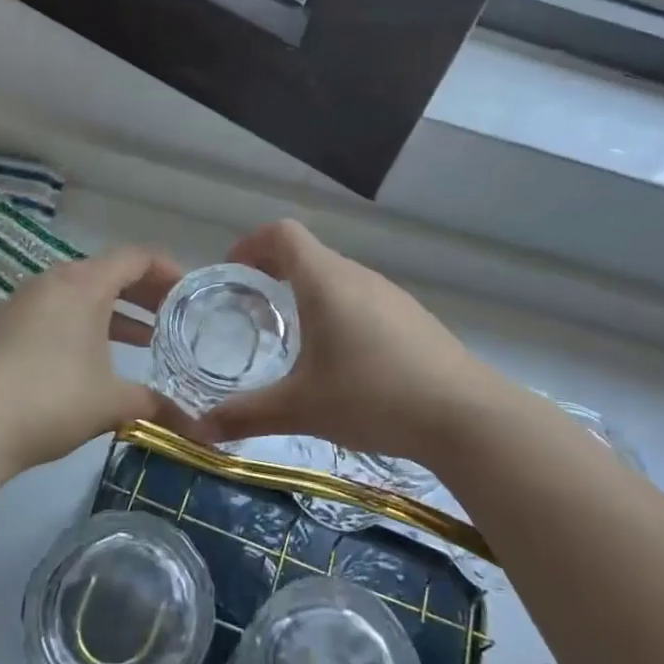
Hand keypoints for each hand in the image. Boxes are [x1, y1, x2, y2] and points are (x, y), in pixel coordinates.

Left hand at [0, 247, 182, 470]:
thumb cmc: (49, 400)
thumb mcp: (111, 402)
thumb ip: (155, 404)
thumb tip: (193, 426)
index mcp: (83, 284)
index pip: (136, 257)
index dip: (168, 270)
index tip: (189, 294)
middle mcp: (52, 282)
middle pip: (108, 272)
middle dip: (144, 292)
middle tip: (172, 316)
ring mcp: (22, 303)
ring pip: (81, 294)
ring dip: (114, 311)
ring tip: (143, 339)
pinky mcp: (3, 327)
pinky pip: (56, 312)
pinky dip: (84, 324)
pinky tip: (94, 360)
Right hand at [181, 220, 498, 463]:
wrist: (464, 415)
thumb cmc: (373, 397)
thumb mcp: (301, 408)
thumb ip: (246, 415)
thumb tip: (199, 430)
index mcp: (326, 281)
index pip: (282, 233)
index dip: (251, 244)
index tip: (231, 273)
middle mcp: (358, 276)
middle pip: (309, 254)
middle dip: (274, 273)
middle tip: (252, 310)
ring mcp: (391, 295)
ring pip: (338, 278)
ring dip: (309, 293)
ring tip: (294, 337)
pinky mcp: (413, 317)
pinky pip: (364, 300)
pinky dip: (339, 311)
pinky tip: (343, 359)